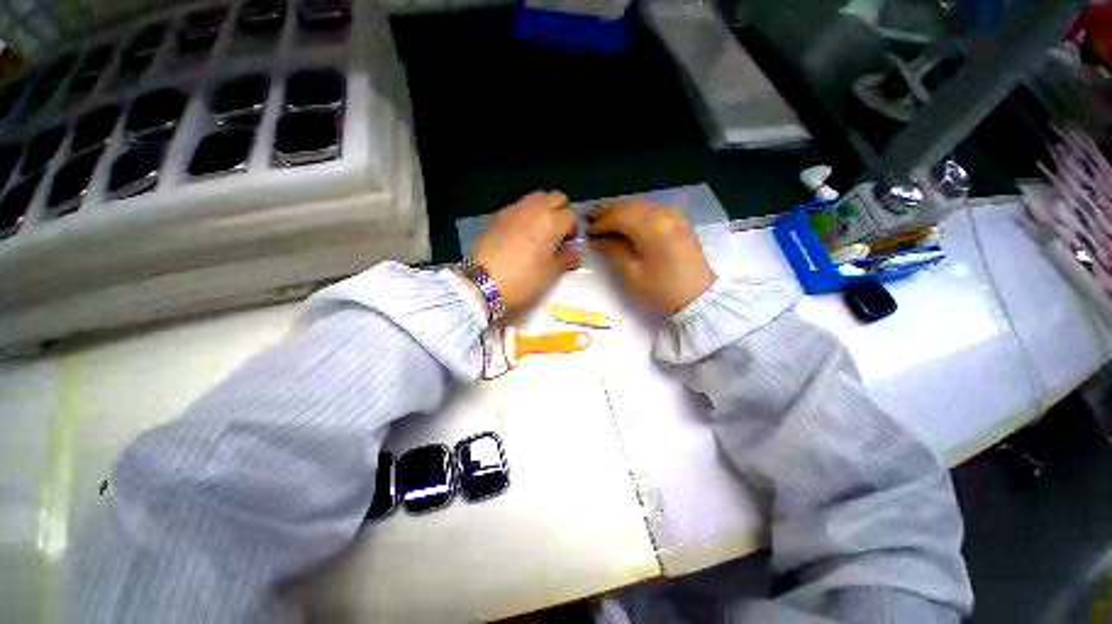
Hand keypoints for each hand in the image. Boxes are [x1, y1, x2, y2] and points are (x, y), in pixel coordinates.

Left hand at [470, 191, 579, 312]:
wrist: (482, 282)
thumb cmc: (522, 280)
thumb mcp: (548, 274)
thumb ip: (565, 259)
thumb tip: (575, 254)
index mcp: (551, 223)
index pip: (571, 215)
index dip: (573, 228)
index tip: (569, 241)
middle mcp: (535, 209)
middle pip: (556, 197)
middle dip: (561, 210)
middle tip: (558, 230)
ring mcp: (514, 209)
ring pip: (536, 197)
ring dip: (543, 208)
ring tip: (540, 229)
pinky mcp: (498, 215)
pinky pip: (518, 205)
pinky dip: (525, 212)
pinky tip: (520, 232)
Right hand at [587, 200, 714, 313]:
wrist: (698, 297)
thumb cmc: (662, 289)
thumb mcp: (632, 273)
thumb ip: (613, 251)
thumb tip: (596, 239)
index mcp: (652, 227)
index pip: (619, 217)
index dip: (600, 223)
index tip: (586, 233)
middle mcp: (663, 214)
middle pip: (629, 206)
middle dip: (608, 212)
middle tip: (590, 220)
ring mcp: (673, 215)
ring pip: (640, 206)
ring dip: (621, 211)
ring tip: (604, 220)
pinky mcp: (678, 221)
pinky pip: (651, 211)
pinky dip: (635, 214)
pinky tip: (626, 223)